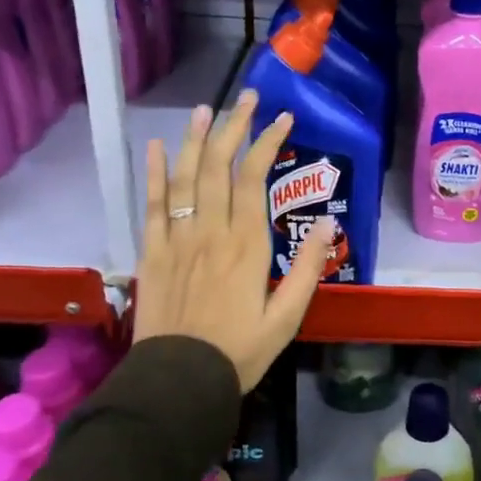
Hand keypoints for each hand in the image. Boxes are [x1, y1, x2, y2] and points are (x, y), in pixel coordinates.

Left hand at [133, 94, 333, 392]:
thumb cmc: (239, 351)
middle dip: (234, 127)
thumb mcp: (287, 317)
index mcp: (246, 245)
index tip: (282, 117)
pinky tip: (156, 148)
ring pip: (184, 177)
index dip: (267, 143)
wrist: (178, 383)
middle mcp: (210, 232)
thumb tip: (327, 223)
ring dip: (195, 139)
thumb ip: (307, 268)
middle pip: (218, 167)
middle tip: (247, 97)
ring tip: (206, 108)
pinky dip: (154, 174)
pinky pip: (152, 205)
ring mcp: (176, 239)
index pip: (254, 179)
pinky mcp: (152, 253)